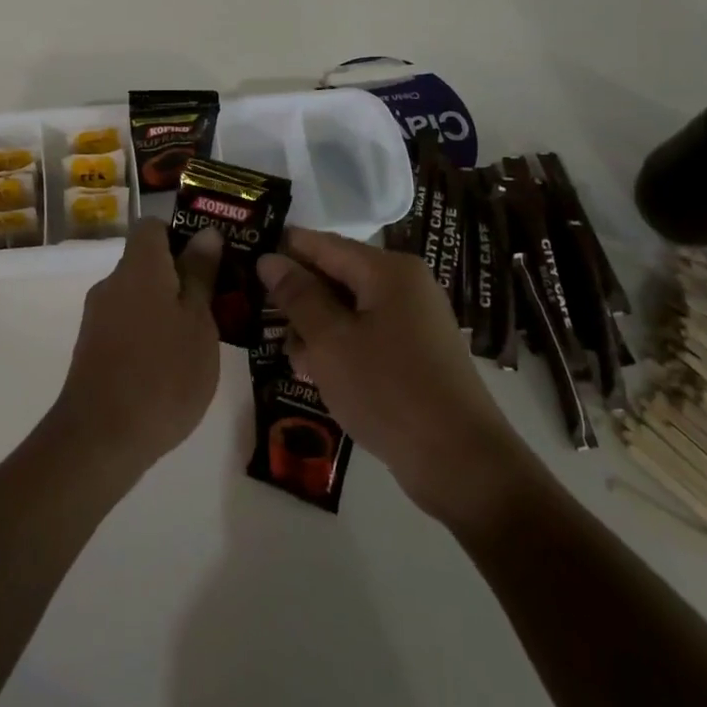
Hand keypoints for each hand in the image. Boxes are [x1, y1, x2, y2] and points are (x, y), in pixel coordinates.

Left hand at [51, 219, 222, 476]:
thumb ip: (200, 275)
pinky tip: (172, 363)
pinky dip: (150, 331)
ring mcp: (98, 317)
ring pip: (139, 295)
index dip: (182, 235)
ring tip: (202, 338)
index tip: (211, 260)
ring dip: (167, 307)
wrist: (101, 438)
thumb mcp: (198, 322)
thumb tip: (206, 233)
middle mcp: (112, 283)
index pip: (153, 226)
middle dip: (181, 276)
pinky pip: (127, 322)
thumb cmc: (163, 373)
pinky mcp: (92, 348)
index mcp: (139, 267)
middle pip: (147, 261)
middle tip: (219, 302)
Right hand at [256, 227, 530, 523]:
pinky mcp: (414, 353)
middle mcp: (403, 285)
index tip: (244, 263)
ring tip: (290, 358)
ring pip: (347, 309)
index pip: (322, 244)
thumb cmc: (388, 390)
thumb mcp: (330, 341)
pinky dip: (339, 348)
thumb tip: (269, 258)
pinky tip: (316, 374)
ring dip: (315, 329)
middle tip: (258, 318)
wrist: (461, 463)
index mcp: (387, 270)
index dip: (282, 251)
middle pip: (335, 275)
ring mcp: (412, 320)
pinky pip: (365, 335)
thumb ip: (297, 296)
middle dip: (298, 297)